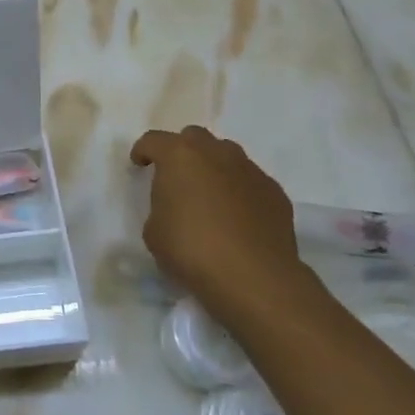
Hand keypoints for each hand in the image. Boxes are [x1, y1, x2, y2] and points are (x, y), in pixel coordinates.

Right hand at [128, 126, 309, 324]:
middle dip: (183, 152)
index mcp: (179, 156)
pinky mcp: (275, 192)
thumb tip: (175, 209)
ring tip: (210, 196)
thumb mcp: (154, 231)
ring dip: (214, 168)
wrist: (254, 277)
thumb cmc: (191, 249)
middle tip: (177, 177)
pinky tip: (238, 218)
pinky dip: (240, 191)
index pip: (153, 140)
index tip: (139, 165)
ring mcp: (250, 170)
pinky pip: (250, 182)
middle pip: (194, 138)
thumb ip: (161, 208)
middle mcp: (216, 153)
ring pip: (227, 156)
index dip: (143, 151)